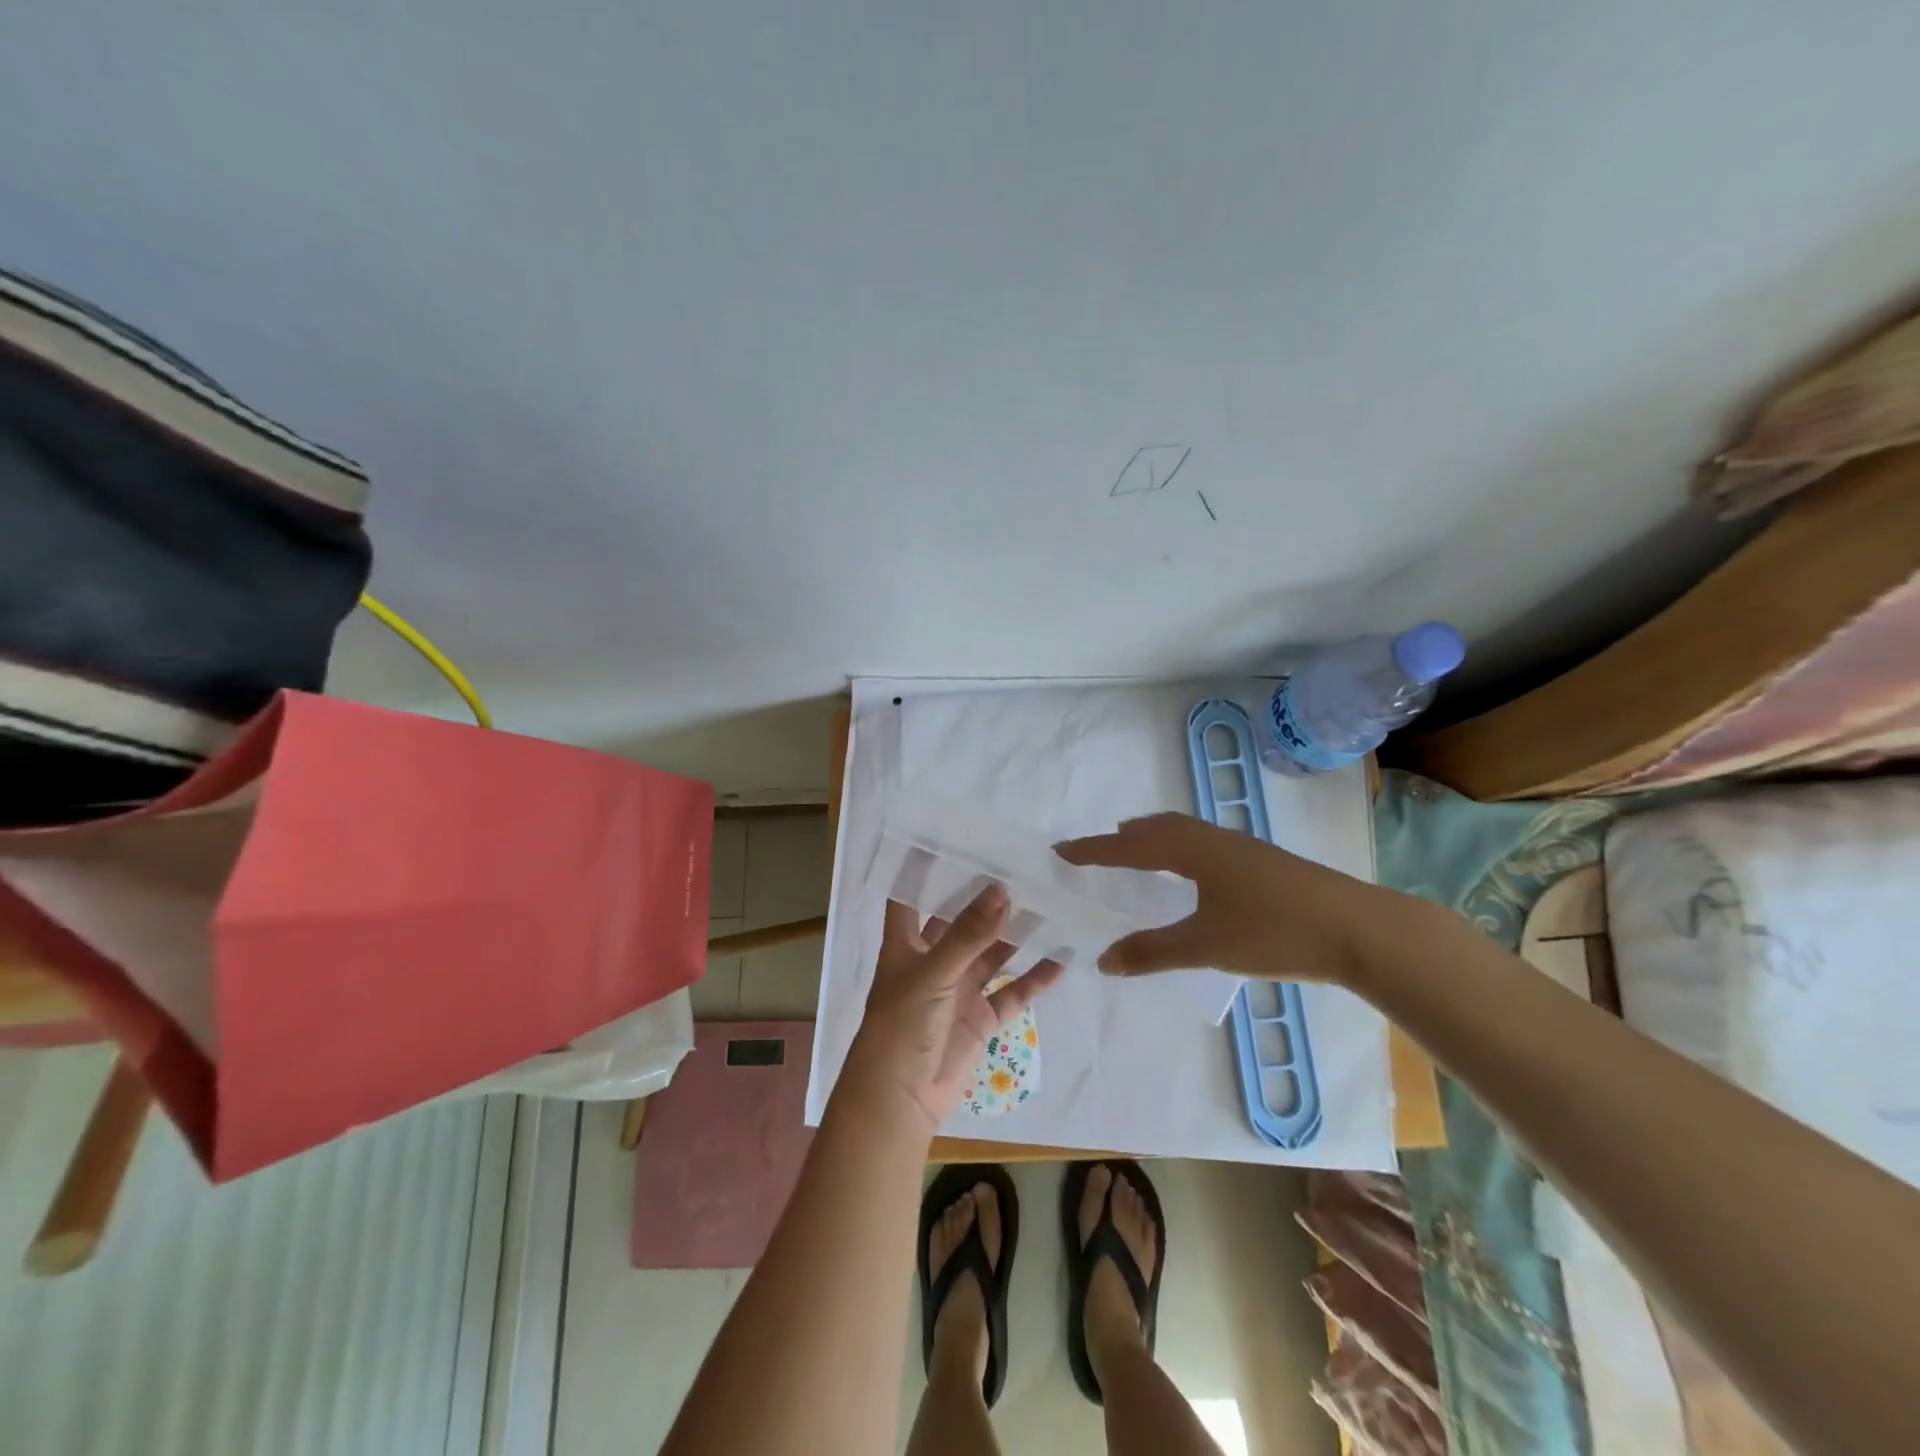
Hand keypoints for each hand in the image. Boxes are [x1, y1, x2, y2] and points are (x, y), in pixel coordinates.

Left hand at [840, 884, 1064, 1138]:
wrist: (900, 1100)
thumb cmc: (901, 1026)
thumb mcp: (932, 973)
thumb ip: (968, 934)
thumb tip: (1001, 890)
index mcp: (906, 944)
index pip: (910, 897)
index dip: (923, 870)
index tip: (951, 839)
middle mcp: (932, 961)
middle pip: (960, 922)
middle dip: (985, 900)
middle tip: (1020, 867)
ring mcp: (958, 990)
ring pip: (992, 954)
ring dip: (1016, 934)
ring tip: (1049, 903)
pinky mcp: (980, 1019)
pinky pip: (1012, 993)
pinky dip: (1034, 978)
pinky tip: (1061, 958)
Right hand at [1054, 812, 1399, 984]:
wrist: (1359, 929)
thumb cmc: (1275, 932)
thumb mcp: (1207, 947)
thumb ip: (1152, 952)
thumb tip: (1103, 960)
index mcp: (1192, 851)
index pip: (1129, 846)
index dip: (1093, 850)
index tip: (1061, 850)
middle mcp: (1212, 839)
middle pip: (1155, 828)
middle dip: (1121, 838)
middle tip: (1094, 851)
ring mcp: (1240, 846)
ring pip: (1182, 831)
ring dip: (1151, 838)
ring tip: (1134, 851)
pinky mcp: (1260, 860)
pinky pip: (1201, 841)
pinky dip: (1176, 846)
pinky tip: (1189, 871)